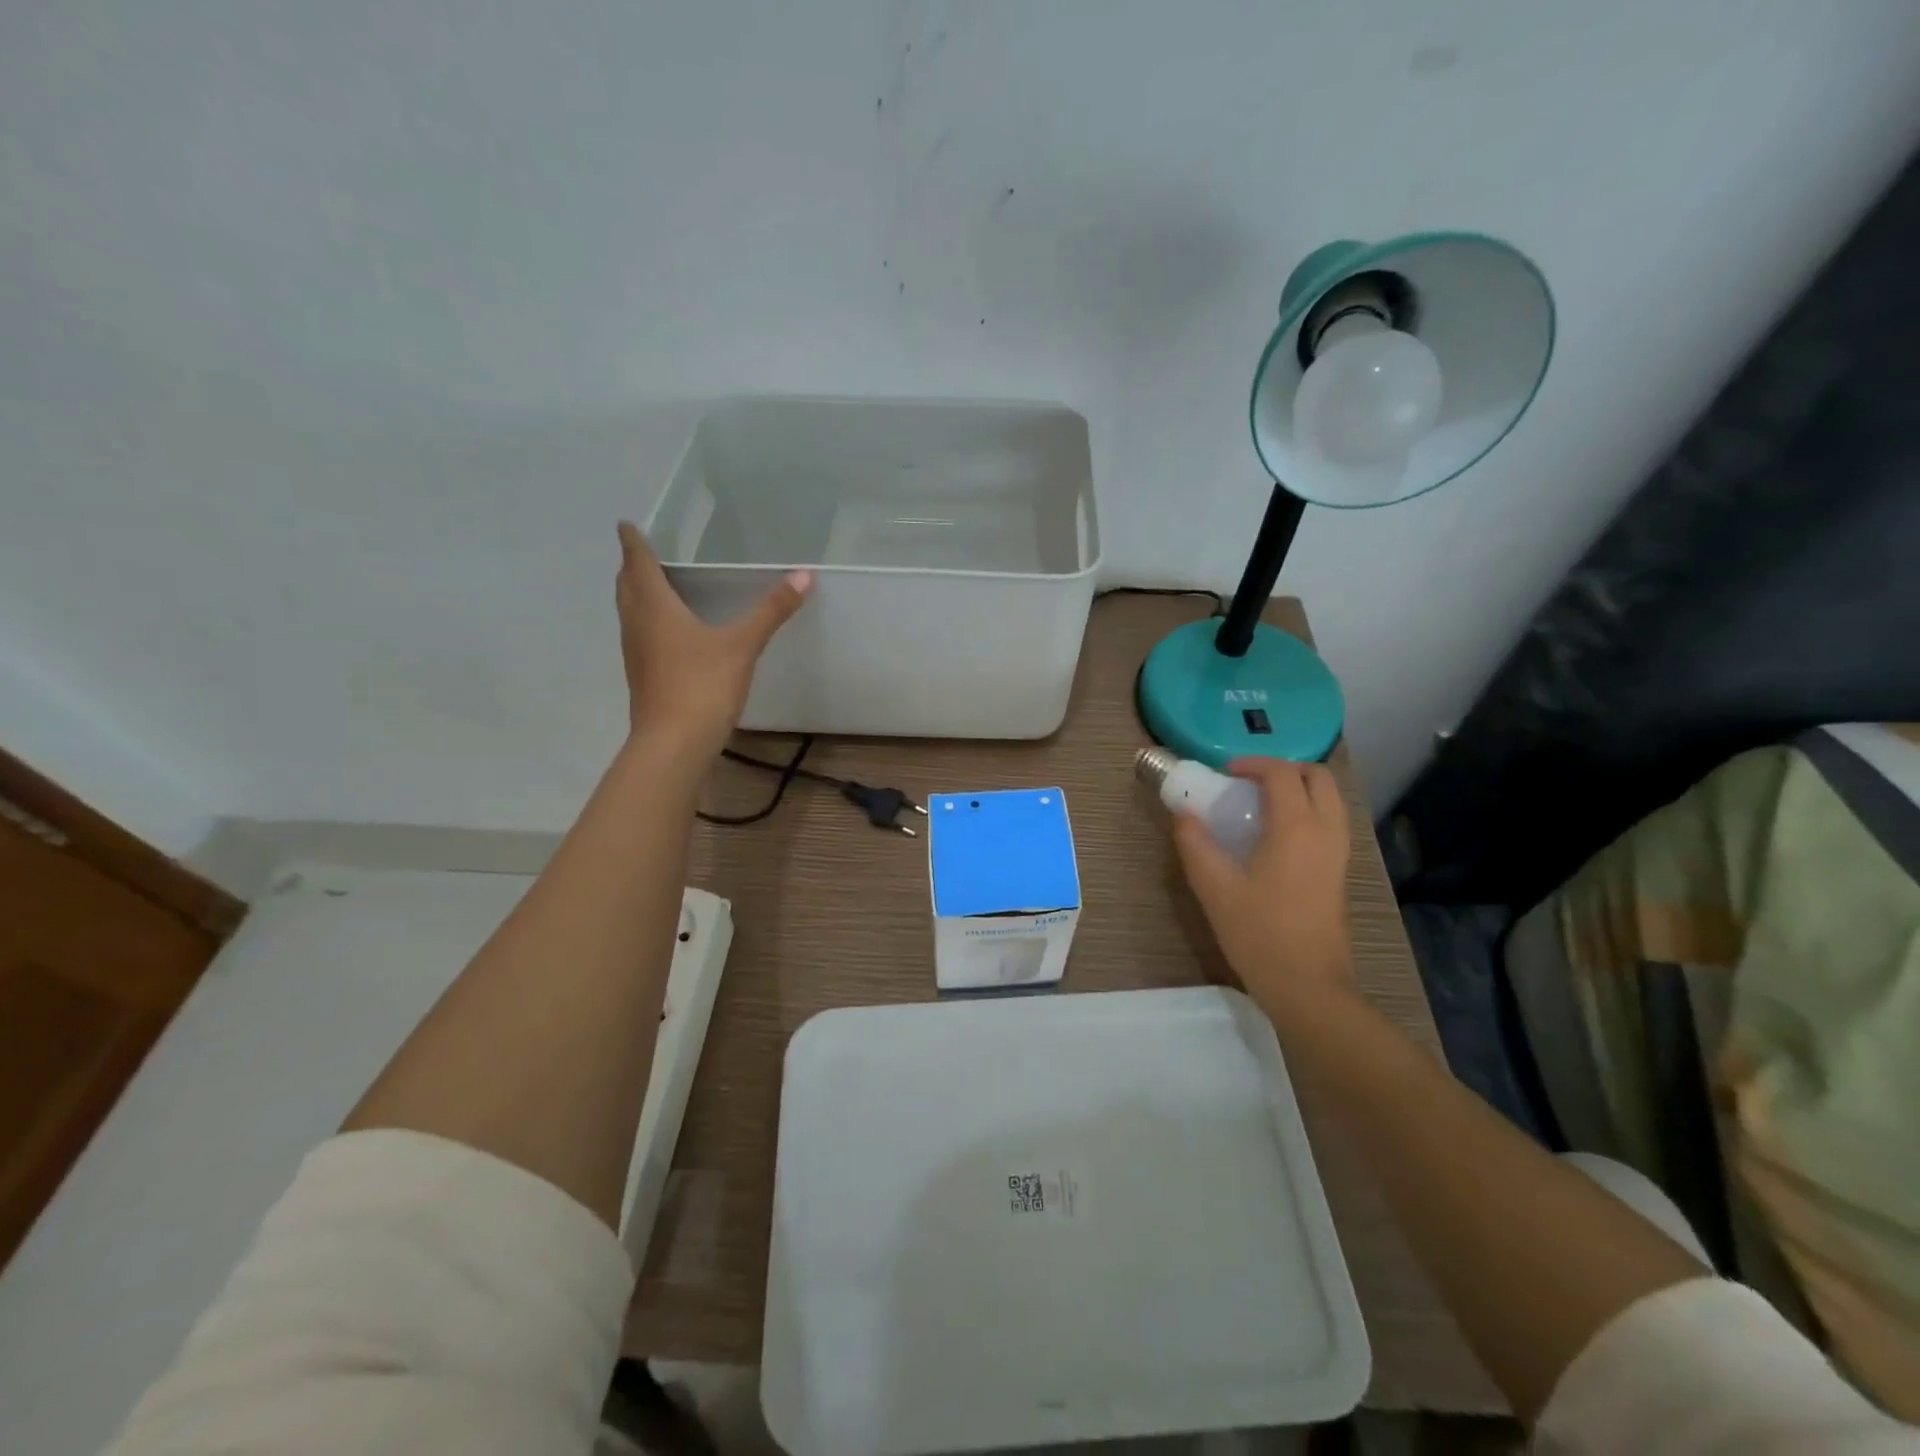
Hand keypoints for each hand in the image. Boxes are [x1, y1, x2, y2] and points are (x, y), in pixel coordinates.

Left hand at [614, 520, 810, 759]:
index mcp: (655, 608)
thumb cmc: (703, 686)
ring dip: (635, 595)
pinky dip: (646, 622)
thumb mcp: (743, 646)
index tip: (625, 524)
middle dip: (631, 567)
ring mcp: (636, 654)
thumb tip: (804, 576)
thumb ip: (772, 611)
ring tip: (651, 586)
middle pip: (626, 587)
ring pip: (630, 613)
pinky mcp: (642, 677)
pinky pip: (639, 636)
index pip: (638, 564)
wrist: (674, 744)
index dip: (632, 542)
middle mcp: (638, 625)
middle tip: (640, 552)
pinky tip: (666, 633)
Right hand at [1173, 758, 1355, 1019]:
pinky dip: (1307, 811)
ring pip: (1329, 799)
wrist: (1308, 985)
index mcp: (1296, 827)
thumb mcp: (1214, 887)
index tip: (1225, 773)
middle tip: (1248, 782)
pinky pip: (1330, 822)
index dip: (1253, 764)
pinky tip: (1275, 837)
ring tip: (1260, 806)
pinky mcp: (1340, 872)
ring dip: (1298, 789)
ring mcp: (1339, 853)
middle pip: (1318, 777)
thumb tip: (1183, 815)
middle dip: (1284, 769)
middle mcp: (1326, 831)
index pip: (1282, 774)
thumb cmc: (1259, 933)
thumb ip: (1195, 844)